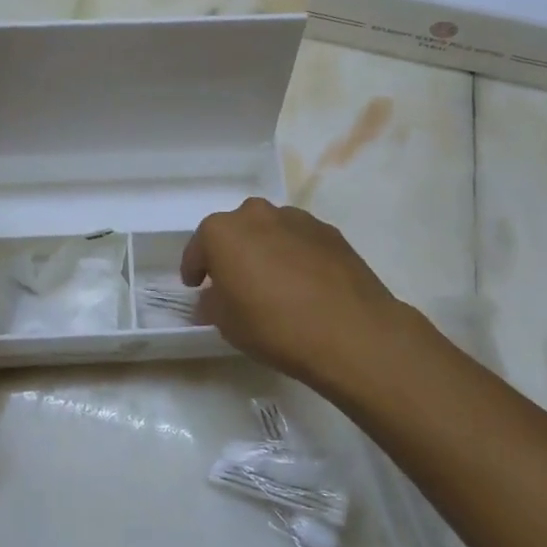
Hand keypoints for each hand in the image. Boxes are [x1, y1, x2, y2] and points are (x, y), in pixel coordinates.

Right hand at [182, 198, 427, 396]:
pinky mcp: (329, 232)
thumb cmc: (274, 326)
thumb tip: (212, 298)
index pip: (198, 247)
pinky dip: (295, 255)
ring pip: (270, 231)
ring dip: (265, 250)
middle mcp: (256, 214)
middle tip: (235, 283)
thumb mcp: (228, 324)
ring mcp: (296, 219)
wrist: (351, 332)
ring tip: (274, 284)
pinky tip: (304, 284)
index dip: (195, 269)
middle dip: (231, 253)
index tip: (196, 287)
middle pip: (235, 231)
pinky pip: (300, 240)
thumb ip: (213, 304)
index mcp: (222, 231)